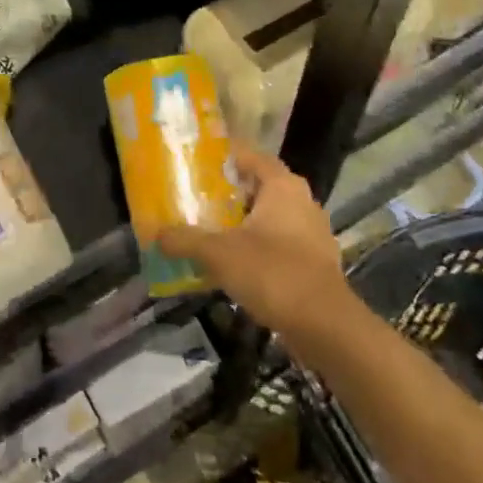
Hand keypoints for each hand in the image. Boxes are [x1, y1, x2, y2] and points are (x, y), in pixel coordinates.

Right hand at [159, 148, 345, 333]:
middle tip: (194, 198)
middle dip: (227, 192)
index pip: (248, 155)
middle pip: (258, 186)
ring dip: (242, 222)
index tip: (193, 163)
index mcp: (282, 185)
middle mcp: (301, 200)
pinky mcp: (315, 261)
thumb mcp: (219, 254)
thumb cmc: (273, 273)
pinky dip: (257, 246)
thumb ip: (185, 240)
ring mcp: (312, 231)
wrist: (326, 327)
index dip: (221, 157)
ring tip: (208, 230)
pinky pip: (279, 242)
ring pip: (269, 216)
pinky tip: (234, 263)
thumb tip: (156, 234)